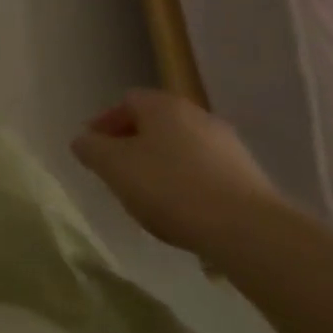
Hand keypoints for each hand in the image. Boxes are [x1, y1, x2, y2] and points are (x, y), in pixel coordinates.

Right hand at [70, 90, 287, 255]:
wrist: (248, 230)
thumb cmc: (170, 188)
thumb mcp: (114, 167)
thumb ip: (91, 149)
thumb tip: (83, 141)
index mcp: (162, 105)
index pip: (126, 102)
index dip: (105, 124)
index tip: (94, 151)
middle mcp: (196, 114)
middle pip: (155, 124)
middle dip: (134, 145)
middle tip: (118, 173)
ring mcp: (227, 144)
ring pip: (181, 148)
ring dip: (162, 165)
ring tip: (150, 198)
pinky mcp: (249, 176)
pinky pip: (205, 172)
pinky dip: (188, 184)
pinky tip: (184, 212)